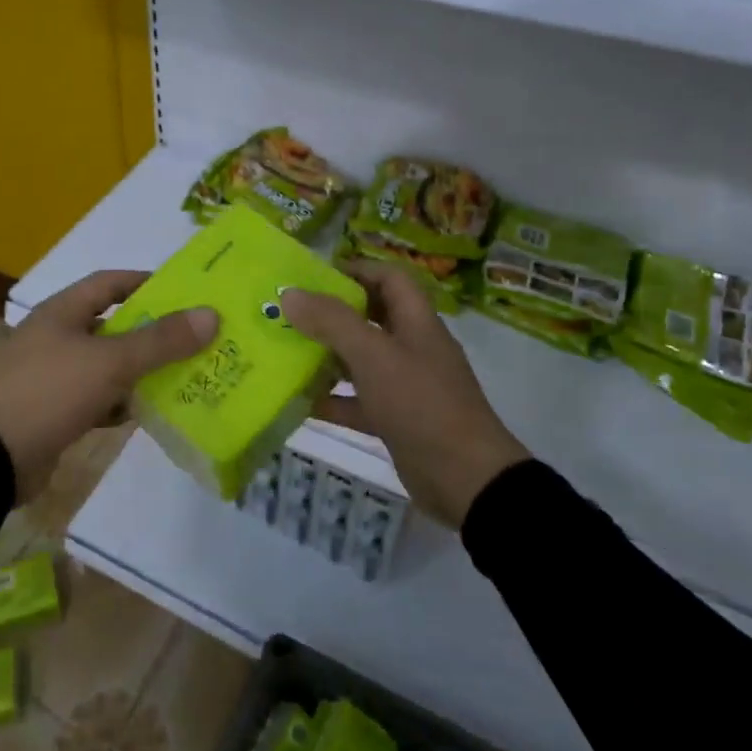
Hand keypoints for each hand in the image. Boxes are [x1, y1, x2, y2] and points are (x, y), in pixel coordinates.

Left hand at [0, 270, 216, 502]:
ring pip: (107, 364)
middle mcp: (56, 336)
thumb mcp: (110, 362)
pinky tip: (145, 412)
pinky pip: (96, 397)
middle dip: (152, 332)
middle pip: (113, 325)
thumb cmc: (50, 392)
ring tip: (184, 375)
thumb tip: (211, 314)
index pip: (110, 282)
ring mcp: (52, 375)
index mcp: (62, 312)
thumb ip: (161, 340)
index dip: (146, 282)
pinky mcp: (53, 411)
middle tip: (196, 338)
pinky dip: (119, 402)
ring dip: (140, 370)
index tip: (185, 292)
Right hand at [283, 263, 528, 525]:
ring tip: (285, 351)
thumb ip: (332, 322)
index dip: (356, 269)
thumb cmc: (422, 405)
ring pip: (361, 360)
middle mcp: (413, 348)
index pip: (389, 278)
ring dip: (327, 356)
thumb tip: (290, 293)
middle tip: (289, 313)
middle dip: (331, 313)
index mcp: (417, 322)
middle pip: (371, 317)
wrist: (466, 481)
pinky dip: (332, 399)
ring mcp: (406, 386)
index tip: (314, 275)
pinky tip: (299, 401)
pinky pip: (358, 401)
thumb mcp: (374, 356)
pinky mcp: (397, 421)